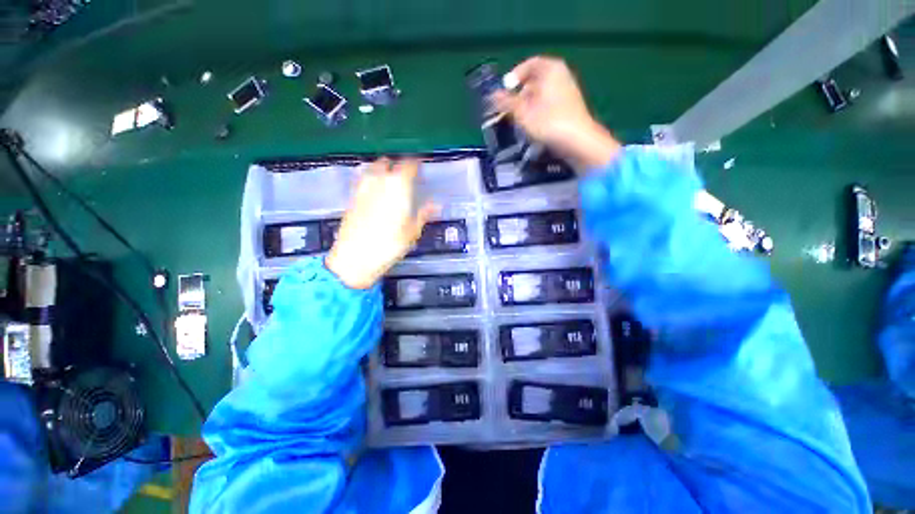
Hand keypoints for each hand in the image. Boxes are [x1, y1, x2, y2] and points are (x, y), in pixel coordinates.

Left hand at [326, 158, 436, 288]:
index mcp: (398, 189)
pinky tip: (372, 185)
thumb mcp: (412, 232)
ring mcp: (363, 188)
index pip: (408, 166)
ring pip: (373, 168)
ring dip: (382, 168)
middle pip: (389, 163)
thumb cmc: (388, 246)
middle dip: (398, 165)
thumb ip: (423, 214)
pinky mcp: (352, 196)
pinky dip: (369, 176)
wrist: (355, 257)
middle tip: (406, 174)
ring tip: (389, 176)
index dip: (416, 164)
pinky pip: (362, 178)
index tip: (420, 166)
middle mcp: (379, 183)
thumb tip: (436, 204)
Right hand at [493, 56, 620, 170]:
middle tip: (509, 109)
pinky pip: (549, 102)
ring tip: (520, 120)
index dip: (514, 77)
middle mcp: (561, 74)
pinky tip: (534, 125)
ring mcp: (567, 90)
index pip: (528, 64)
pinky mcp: (569, 106)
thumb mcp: (522, 112)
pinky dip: (538, 110)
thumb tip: (492, 95)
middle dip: (520, 93)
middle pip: (535, 79)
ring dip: (528, 104)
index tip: (504, 92)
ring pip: (541, 93)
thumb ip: (506, 102)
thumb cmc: (548, 122)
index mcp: (550, 68)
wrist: (577, 140)